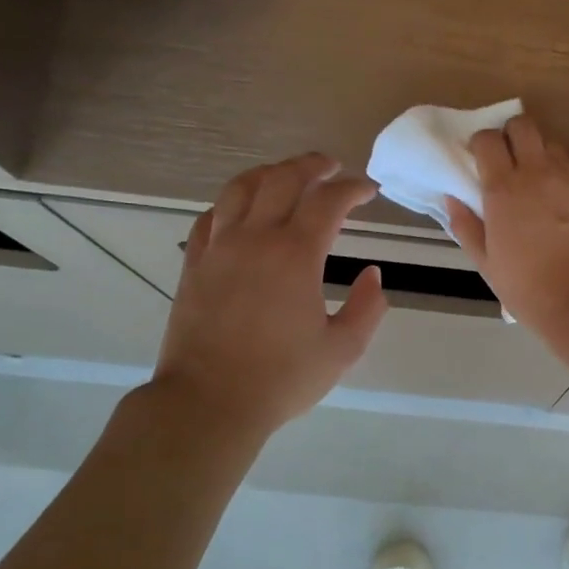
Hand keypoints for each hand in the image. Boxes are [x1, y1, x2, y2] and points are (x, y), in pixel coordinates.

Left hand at [152, 153, 387, 434]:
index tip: (368, 190)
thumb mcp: (343, 349)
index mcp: (296, 255)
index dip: (352, 189)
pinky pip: (211, 217)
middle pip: (282, 180)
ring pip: (240, 189)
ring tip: (287, 174)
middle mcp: (255, 239)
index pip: (328, 202)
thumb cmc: (282, 378)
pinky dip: (232, 203)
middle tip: (331, 166)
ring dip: (269, 173)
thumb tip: (374, 275)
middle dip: (311, 166)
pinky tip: (241, 210)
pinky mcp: (194, 266)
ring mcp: (218, 249)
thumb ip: (368, 308)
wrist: (210, 401)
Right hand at [446, 114, 568, 340]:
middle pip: (522, 126)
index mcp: (502, 189)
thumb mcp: (487, 264)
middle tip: (513, 162)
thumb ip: (466, 227)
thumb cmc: (528, 288)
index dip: (482, 144)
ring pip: (554, 143)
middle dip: (513, 137)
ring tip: (547, 180)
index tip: (481, 160)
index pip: (487, 140)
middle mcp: (536, 172)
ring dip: (546, 155)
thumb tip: (452, 199)